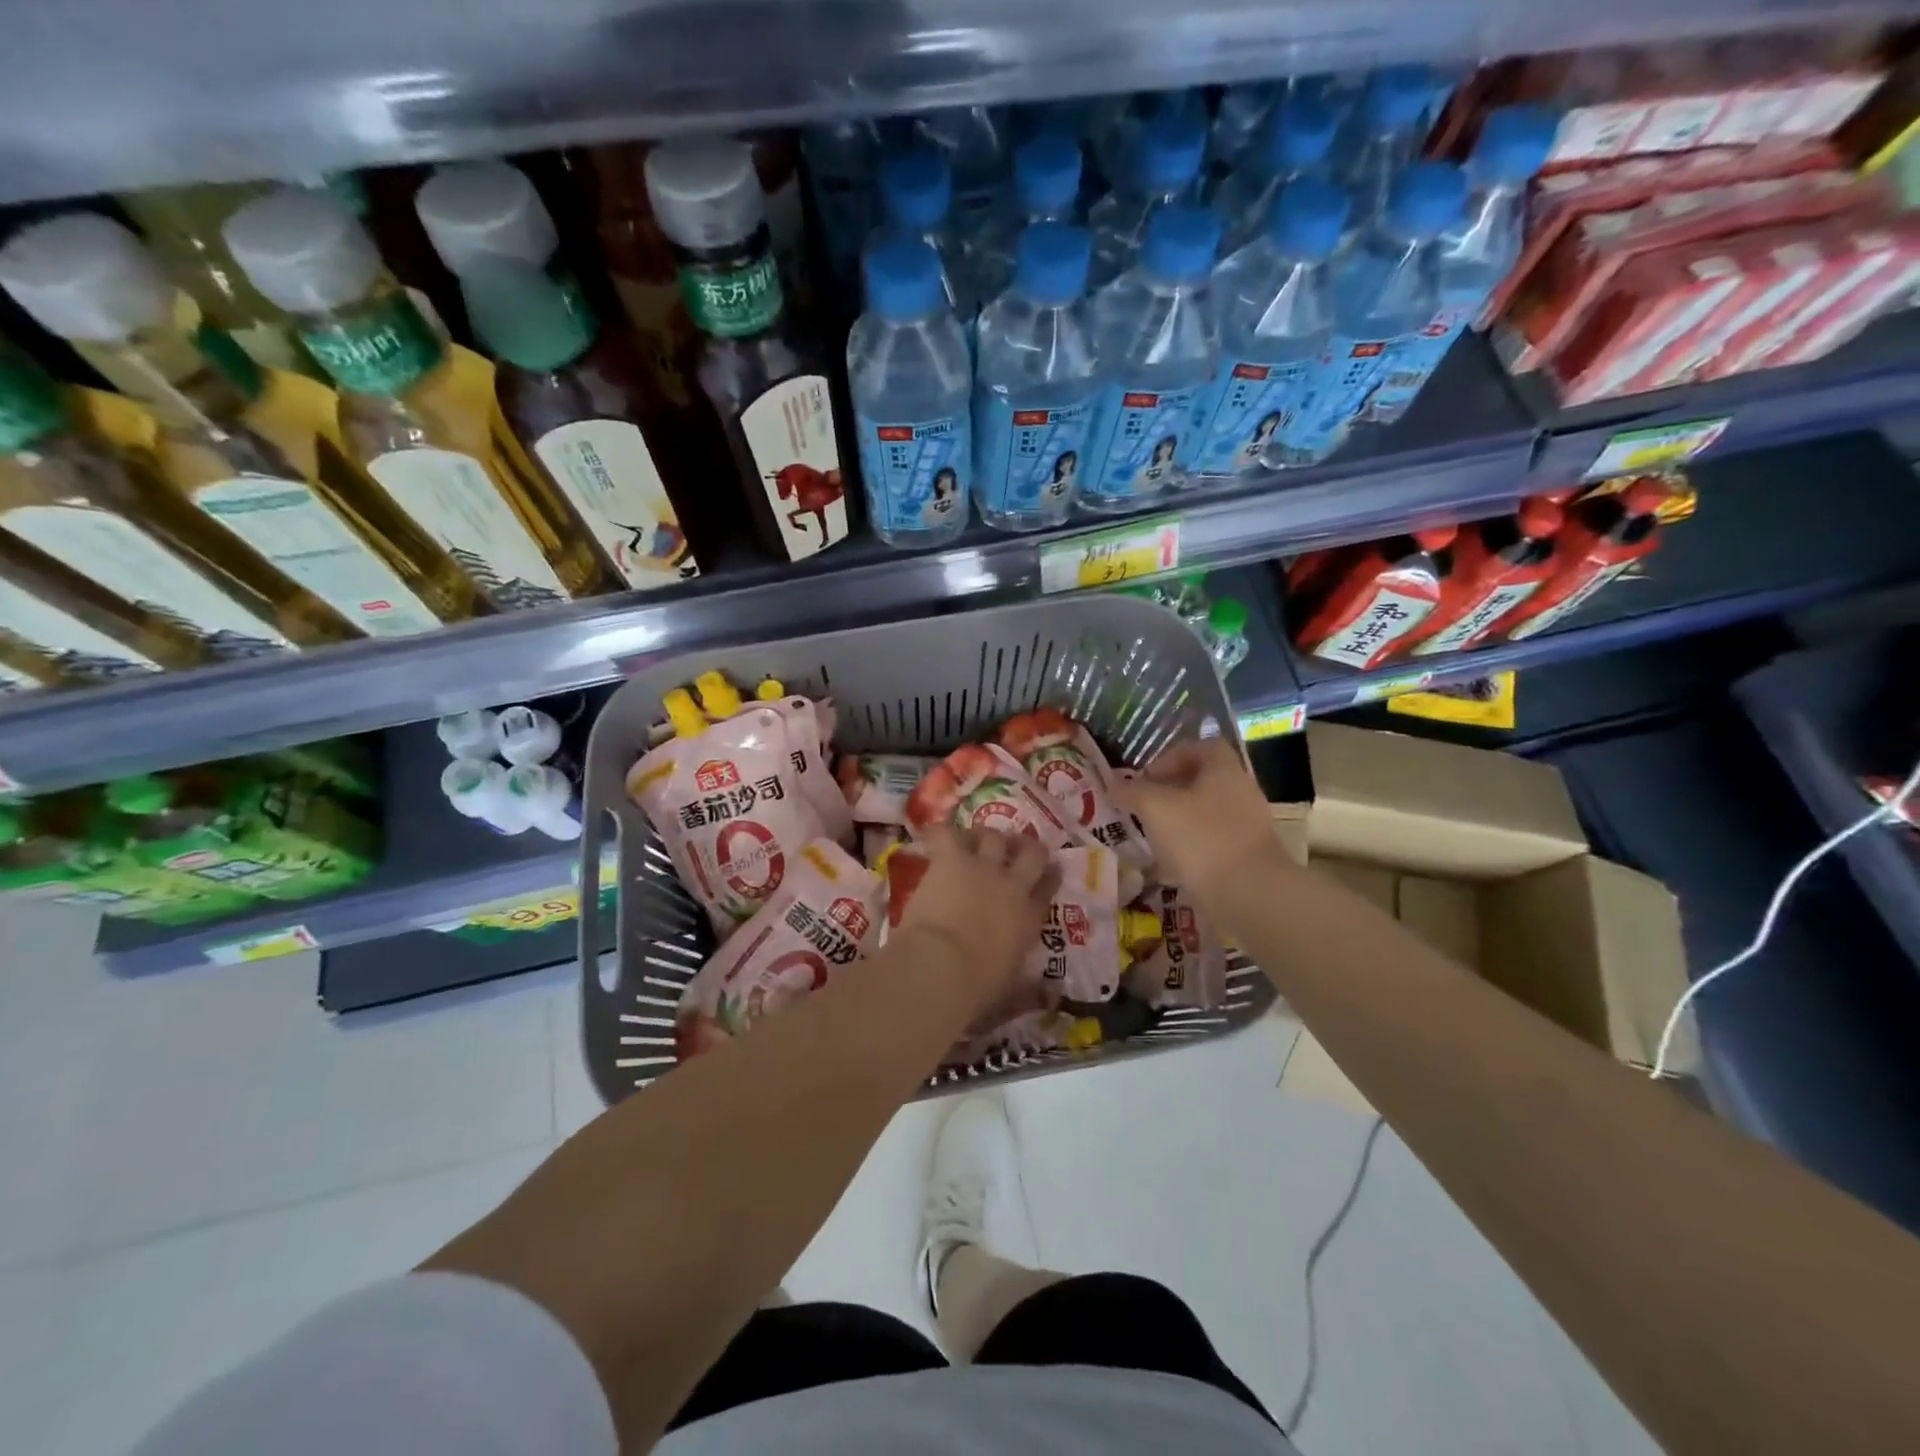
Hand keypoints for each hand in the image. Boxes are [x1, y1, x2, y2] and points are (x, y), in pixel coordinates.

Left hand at [897, 826, 1058, 1004]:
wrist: (941, 967)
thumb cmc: (976, 989)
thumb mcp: (1010, 995)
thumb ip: (1030, 992)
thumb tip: (1051, 996)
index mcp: (1029, 920)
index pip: (1047, 889)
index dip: (1049, 877)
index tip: (1049, 871)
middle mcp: (1012, 886)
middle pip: (1031, 853)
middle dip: (1026, 847)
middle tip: (1015, 848)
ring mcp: (983, 867)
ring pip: (994, 836)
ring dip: (986, 837)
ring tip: (975, 841)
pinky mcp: (951, 859)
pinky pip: (947, 833)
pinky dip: (940, 832)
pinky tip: (936, 834)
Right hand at [1114, 738, 1286, 904]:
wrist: (1249, 895)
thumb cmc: (1201, 838)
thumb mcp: (1154, 808)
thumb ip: (1132, 792)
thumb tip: (1113, 784)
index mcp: (1224, 770)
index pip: (1202, 747)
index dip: (1171, 756)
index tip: (1146, 778)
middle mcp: (1241, 792)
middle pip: (1203, 781)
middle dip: (1170, 792)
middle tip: (1143, 807)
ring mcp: (1247, 827)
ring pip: (1205, 814)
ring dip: (1178, 822)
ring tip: (1151, 837)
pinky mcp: (1246, 858)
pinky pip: (1212, 844)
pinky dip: (1190, 849)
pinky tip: (1170, 866)